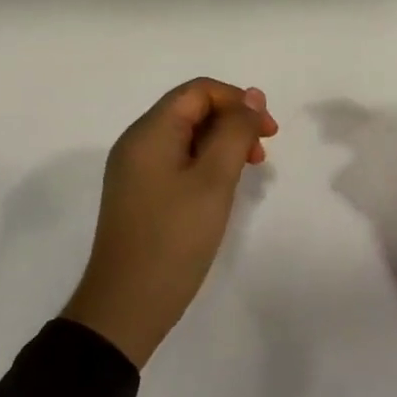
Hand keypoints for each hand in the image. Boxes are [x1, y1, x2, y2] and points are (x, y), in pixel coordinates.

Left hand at [63, 78, 278, 367]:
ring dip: (222, 145)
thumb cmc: (175, 238)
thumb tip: (252, 96)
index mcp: (149, 132)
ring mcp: (135, 171)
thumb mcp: (213, 180)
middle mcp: (137, 143)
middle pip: (191, 111)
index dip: (238, 101)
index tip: (269, 132)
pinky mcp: (140, 195)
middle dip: (232, 123)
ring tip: (247, 173)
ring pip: (186, 138)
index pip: (198, 91)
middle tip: (261, 157)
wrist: (128, 304)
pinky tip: (221, 190)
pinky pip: (177, 162)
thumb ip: (234, 132)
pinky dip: (205, 165)